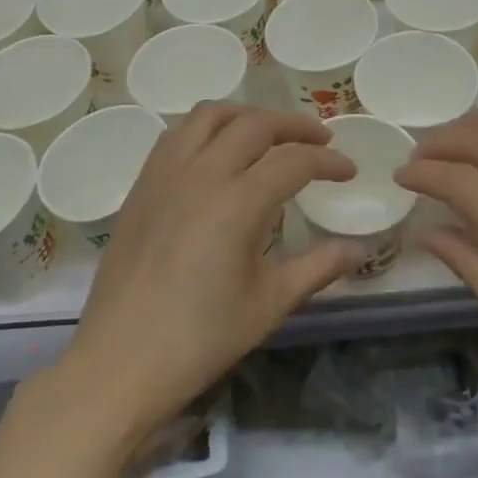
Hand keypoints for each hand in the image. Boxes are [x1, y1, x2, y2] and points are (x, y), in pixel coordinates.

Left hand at [66, 104, 359, 435]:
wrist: (119, 363)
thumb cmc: (200, 339)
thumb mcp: (269, 304)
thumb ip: (318, 268)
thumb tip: (358, 250)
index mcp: (237, 202)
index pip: (294, 161)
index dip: (327, 162)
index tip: (348, 171)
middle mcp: (201, 173)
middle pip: (255, 124)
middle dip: (295, 126)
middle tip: (319, 141)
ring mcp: (166, 174)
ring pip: (211, 115)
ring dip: (248, 115)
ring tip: (269, 134)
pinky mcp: (142, 184)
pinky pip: (178, 134)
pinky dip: (208, 128)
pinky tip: (218, 152)